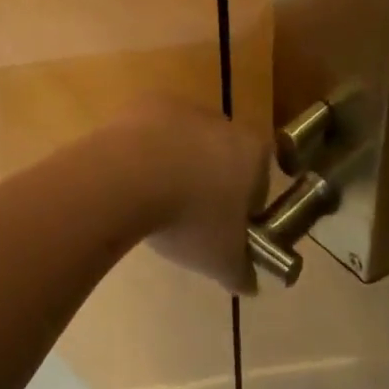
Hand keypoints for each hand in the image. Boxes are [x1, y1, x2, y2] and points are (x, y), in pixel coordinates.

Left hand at [105, 95, 269, 294]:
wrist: (126, 177)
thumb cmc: (189, 217)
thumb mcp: (222, 259)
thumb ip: (242, 271)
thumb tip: (250, 284)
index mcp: (252, 150)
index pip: (262, 175)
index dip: (247, 203)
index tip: (228, 227)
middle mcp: (222, 120)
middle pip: (224, 153)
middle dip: (210, 181)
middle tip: (191, 218)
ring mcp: (181, 107)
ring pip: (186, 141)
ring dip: (176, 165)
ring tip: (154, 202)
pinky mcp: (143, 104)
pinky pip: (152, 133)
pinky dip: (145, 153)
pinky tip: (131, 182)